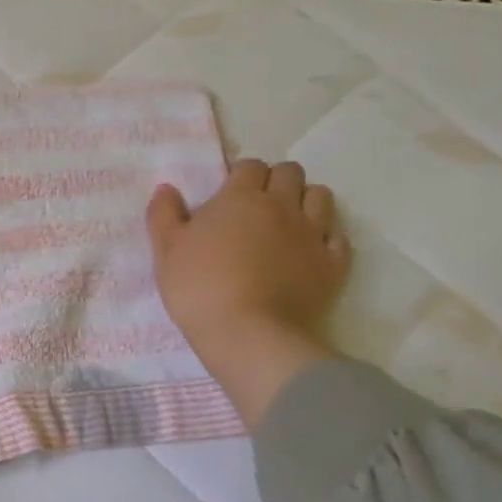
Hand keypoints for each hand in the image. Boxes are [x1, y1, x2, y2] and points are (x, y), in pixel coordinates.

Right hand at [146, 159, 350, 426]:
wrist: (249, 335)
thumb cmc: (199, 288)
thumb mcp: (166, 251)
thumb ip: (163, 214)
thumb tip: (166, 189)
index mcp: (240, 197)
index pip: (249, 166)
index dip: (240, 176)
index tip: (228, 196)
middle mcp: (281, 206)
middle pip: (290, 172)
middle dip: (275, 181)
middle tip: (257, 207)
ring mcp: (312, 234)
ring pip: (320, 196)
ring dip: (305, 201)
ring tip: (287, 223)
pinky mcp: (333, 264)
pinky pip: (338, 237)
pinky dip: (326, 237)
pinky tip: (310, 251)